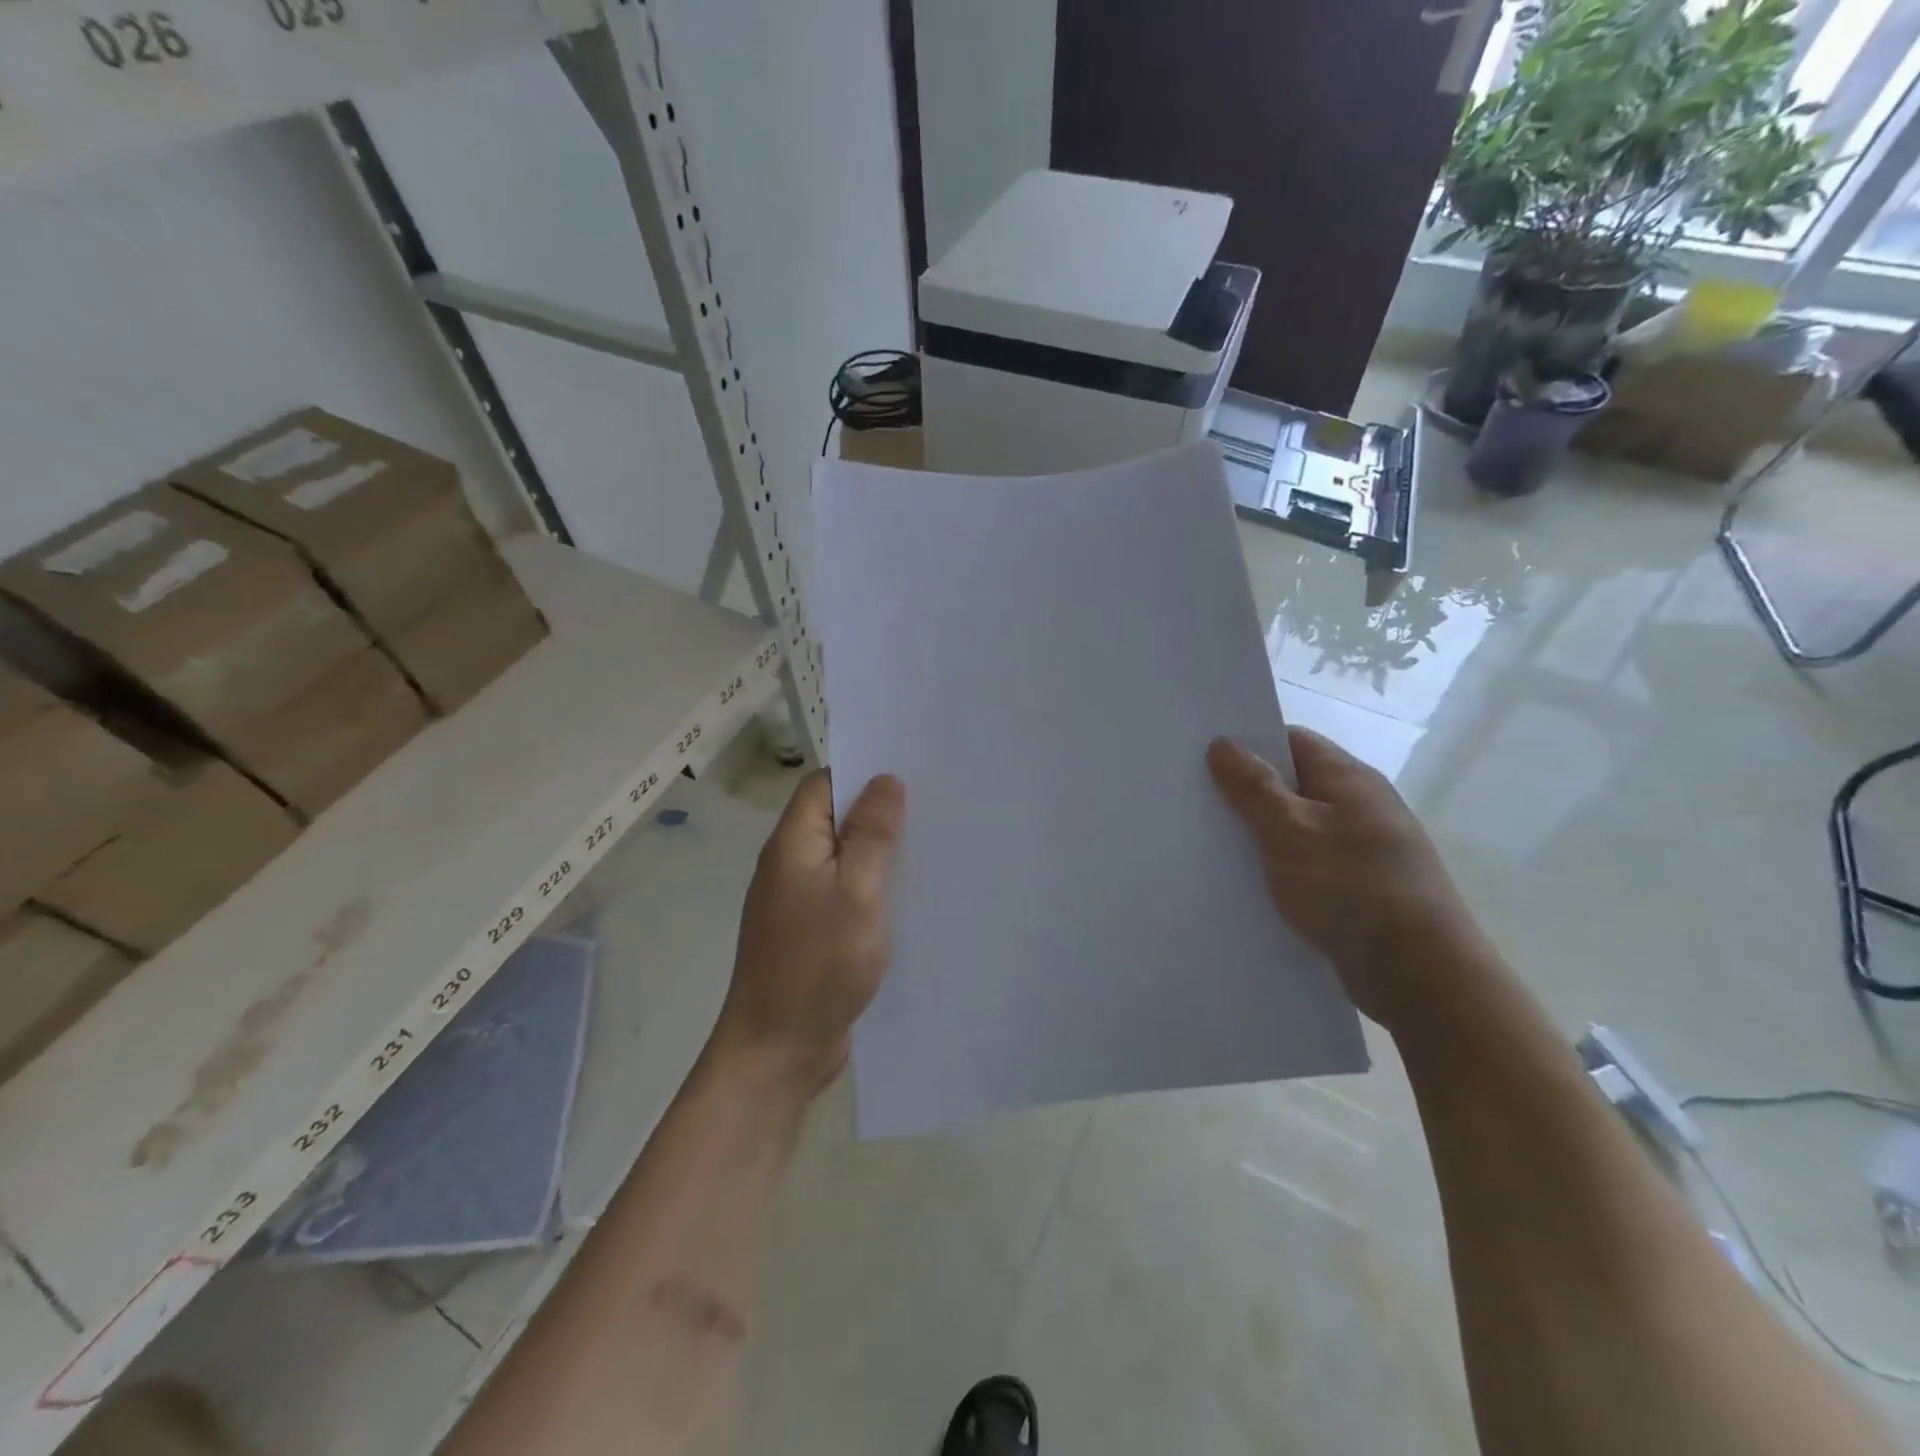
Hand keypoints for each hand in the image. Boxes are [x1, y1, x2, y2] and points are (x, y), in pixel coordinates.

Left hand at [712, 769, 904, 1094]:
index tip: (912, 774)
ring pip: (845, 858)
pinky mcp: (814, 932)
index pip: (824, 784)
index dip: (864, 773)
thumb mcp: (857, 892)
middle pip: (836, 819)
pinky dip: (875, 888)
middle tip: (935, 808)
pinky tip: (910, 897)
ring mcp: (801, 901)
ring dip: (881, 852)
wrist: (778, 1051)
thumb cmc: (818, 964)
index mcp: (793, 844)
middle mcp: (792, 865)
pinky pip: (847, 893)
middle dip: (880, 812)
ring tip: (933, 847)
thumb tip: (886, 779)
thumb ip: (872, 834)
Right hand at [1207, 728, 1483, 1029]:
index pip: (1292, 741)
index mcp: (1349, 779)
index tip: (1204, 757)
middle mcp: (1361, 806)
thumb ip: (1253, 786)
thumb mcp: (1289, 830)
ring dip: (1262, 834)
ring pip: (1299, 827)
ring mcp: (1365, 848)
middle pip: (1294, 784)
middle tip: (1198, 802)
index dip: (1249, 744)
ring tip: (1215, 844)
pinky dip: (1282, 866)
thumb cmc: (1350, 886)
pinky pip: (1310, 862)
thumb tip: (1223, 742)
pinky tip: (1252, 883)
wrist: (1418, 973)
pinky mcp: (1361, 887)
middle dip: (1248, 792)